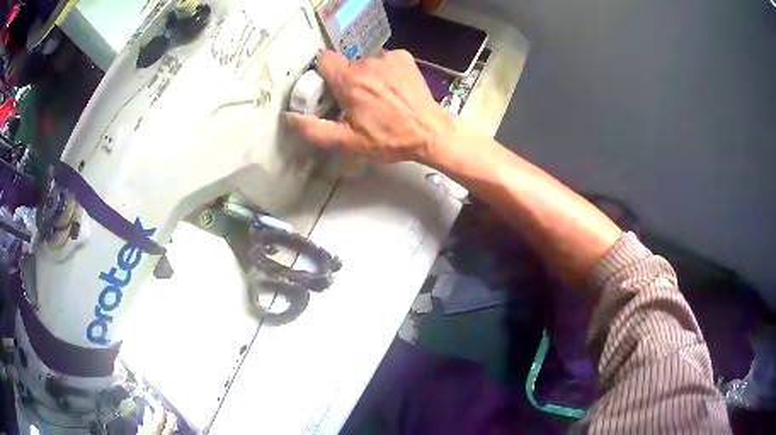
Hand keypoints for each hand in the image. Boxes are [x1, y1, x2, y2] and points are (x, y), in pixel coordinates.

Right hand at [286, 50, 455, 163]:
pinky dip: (384, 71)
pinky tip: (393, 89)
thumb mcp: (348, 142)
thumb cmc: (389, 139)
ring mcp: (387, 58)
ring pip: (365, 63)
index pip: (323, 60)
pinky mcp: (403, 57)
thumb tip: (289, 117)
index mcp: (349, 81)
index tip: (329, 91)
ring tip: (380, 98)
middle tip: (357, 103)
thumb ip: (314, 130)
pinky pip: (384, 60)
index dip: (323, 75)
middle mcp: (366, 63)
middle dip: (346, 81)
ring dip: (366, 77)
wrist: (430, 132)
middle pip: (345, 65)